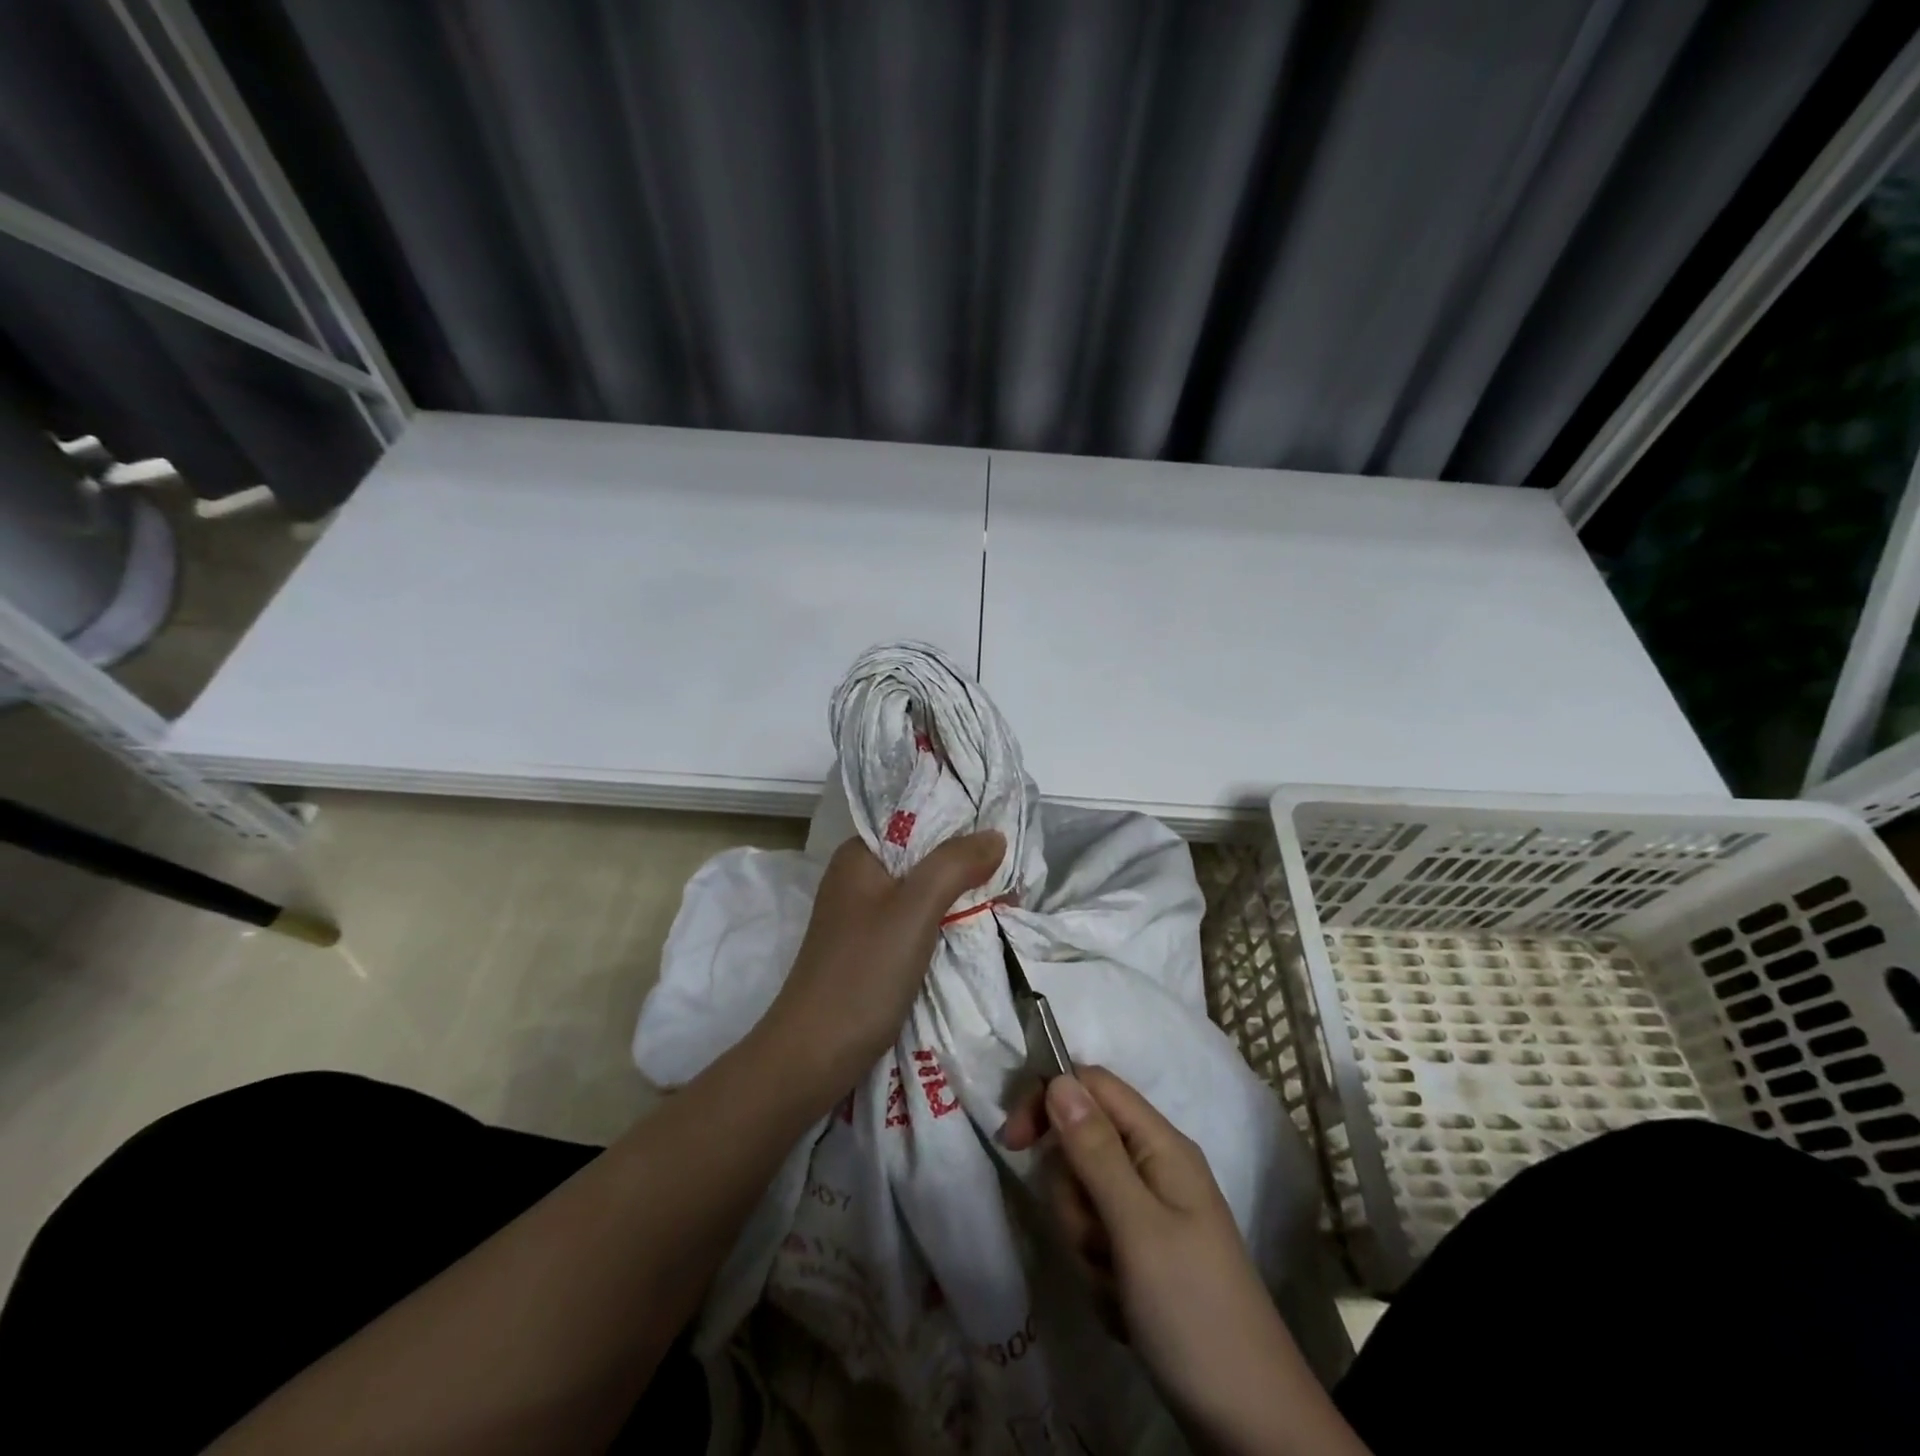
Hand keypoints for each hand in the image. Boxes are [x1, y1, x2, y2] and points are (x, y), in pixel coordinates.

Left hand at [759, 830, 1003, 1111]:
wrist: (813, 1057)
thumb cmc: (863, 974)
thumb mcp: (914, 911)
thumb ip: (954, 865)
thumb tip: (994, 835)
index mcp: (859, 855)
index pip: (916, 819)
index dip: (959, 823)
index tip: (1003, 833)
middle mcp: (857, 878)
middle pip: (921, 856)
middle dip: (965, 862)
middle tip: (1013, 871)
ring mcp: (862, 916)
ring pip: (921, 891)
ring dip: (958, 895)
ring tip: (1004, 896)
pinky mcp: (869, 950)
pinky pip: (915, 922)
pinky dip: (944, 922)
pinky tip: (973, 929)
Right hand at [1004, 1068, 1345, 1455]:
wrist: (1251, 1426)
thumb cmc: (1193, 1311)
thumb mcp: (1136, 1227)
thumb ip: (1094, 1150)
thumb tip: (1058, 1079)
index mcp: (1160, 1145)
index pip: (1092, 1086)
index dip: (1048, 1100)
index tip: (1012, 1142)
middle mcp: (1155, 1167)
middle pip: (1081, 1145)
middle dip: (1073, 1196)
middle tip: (1097, 1241)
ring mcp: (1150, 1213)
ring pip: (1083, 1197)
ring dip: (1085, 1242)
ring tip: (1117, 1285)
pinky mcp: (1144, 1254)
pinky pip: (1097, 1240)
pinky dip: (1098, 1273)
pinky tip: (1123, 1308)